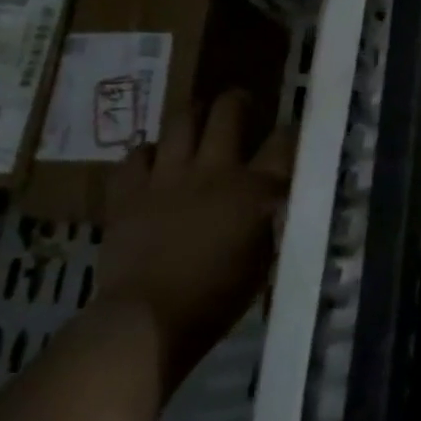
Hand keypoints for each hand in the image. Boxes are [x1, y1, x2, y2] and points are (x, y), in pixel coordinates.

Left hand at [98, 90, 294, 386]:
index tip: (292, 130)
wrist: (148, 319)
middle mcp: (213, 171)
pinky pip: (137, 154)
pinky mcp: (128, 191)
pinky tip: (154, 159)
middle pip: (228, 113)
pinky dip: (148, 152)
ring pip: (180, 122)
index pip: (283, 144)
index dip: (291, 131)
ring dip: (192, 114)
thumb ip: (268, 223)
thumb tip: (272, 203)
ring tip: (197, 116)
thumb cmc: (216, 299)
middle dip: (237, 101)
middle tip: (240, 103)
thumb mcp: (262, 261)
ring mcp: (167, 176)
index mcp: (253, 191)